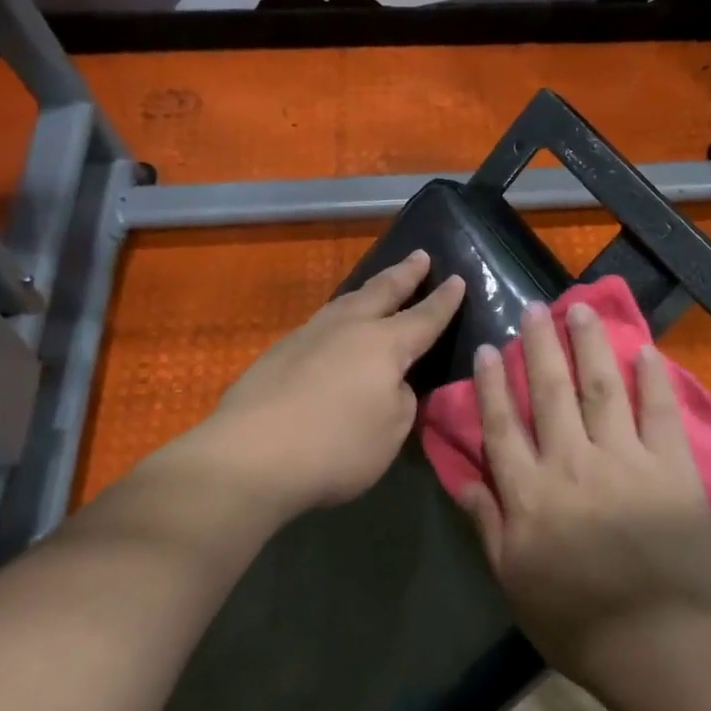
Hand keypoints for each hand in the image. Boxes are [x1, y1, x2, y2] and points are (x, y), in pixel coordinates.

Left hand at [205, 250, 465, 515]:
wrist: (252, 455)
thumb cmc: (337, 446)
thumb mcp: (392, 431)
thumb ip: (400, 399)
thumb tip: (390, 382)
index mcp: (385, 345)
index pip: (424, 317)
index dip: (444, 301)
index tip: (458, 279)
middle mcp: (348, 328)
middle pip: (382, 292)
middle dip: (405, 274)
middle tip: (420, 255)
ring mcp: (309, 336)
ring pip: (346, 301)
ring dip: (368, 290)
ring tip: (378, 284)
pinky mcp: (279, 352)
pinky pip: (322, 323)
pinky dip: (339, 316)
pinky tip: (336, 329)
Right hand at [455, 300, 710, 684]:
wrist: (660, 642)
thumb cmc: (577, 621)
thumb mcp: (513, 580)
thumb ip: (487, 524)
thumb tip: (460, 478)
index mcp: (530, 492)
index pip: (503, 424)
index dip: (493, 383)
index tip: (490, 347)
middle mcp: (571, 462)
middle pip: (550, 392)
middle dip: (540, 346)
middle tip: (534, 307)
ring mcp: (624, 459)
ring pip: (600, 387)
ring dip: (589, 344)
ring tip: (581, 309)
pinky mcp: (670, 466)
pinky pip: (660, 411)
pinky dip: (653, 378)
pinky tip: (645, 349)